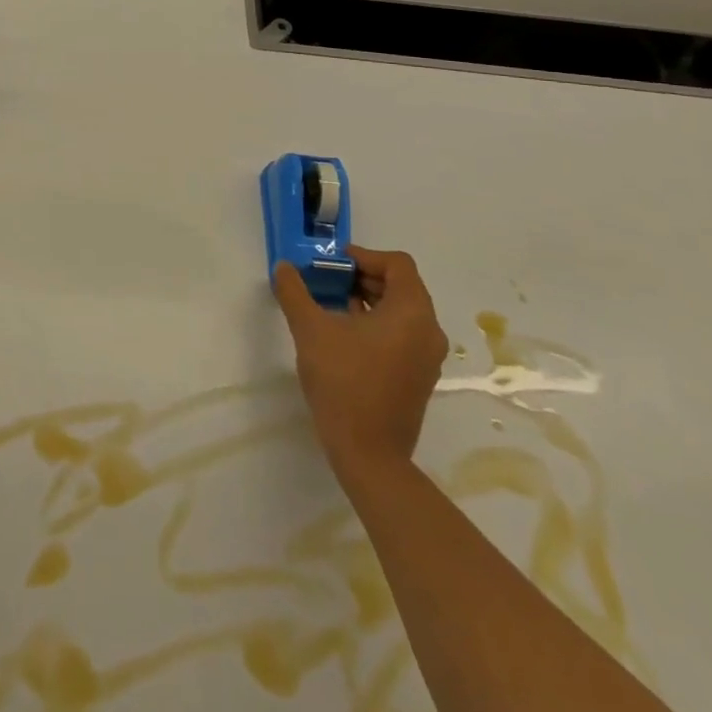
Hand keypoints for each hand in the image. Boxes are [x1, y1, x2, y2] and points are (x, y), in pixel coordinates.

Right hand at [275, 248, 448, 476]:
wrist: (369, 454)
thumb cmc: (344, 382)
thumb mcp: (310, 330)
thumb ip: (295, 292)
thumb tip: (284, 267)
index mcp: (411, 312)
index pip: (397, 264)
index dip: (364, 256)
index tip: (333, 265)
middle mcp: (428, 330)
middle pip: (401, 285)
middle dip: (362, 277)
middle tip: (327, 281)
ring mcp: (427, 357)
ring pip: (401, 310)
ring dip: (368, 299)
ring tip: (331, 304)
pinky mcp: (419, 376)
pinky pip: (402, 334)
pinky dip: (377, 323)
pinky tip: (344, 334)